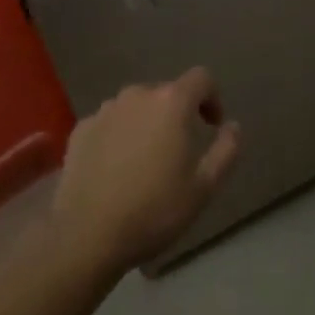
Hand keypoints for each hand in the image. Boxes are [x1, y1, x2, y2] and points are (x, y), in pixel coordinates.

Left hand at [49, 69, 240, 275]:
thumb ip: (226, 150)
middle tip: (179, 151)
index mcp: (172, 102)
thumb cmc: (154, 210)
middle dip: (178, 114)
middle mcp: (138, 95)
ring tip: (146, 160)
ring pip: (136, 106)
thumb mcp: (204, 187)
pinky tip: (116, 168)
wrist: (87, 236)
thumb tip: (232, 126)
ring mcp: (106, 110)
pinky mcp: (81, 129)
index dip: (212, 98)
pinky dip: (119, 135)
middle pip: (167, 92)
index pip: (201, 78)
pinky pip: (110, 123)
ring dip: (147, 123)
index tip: (212, 126)